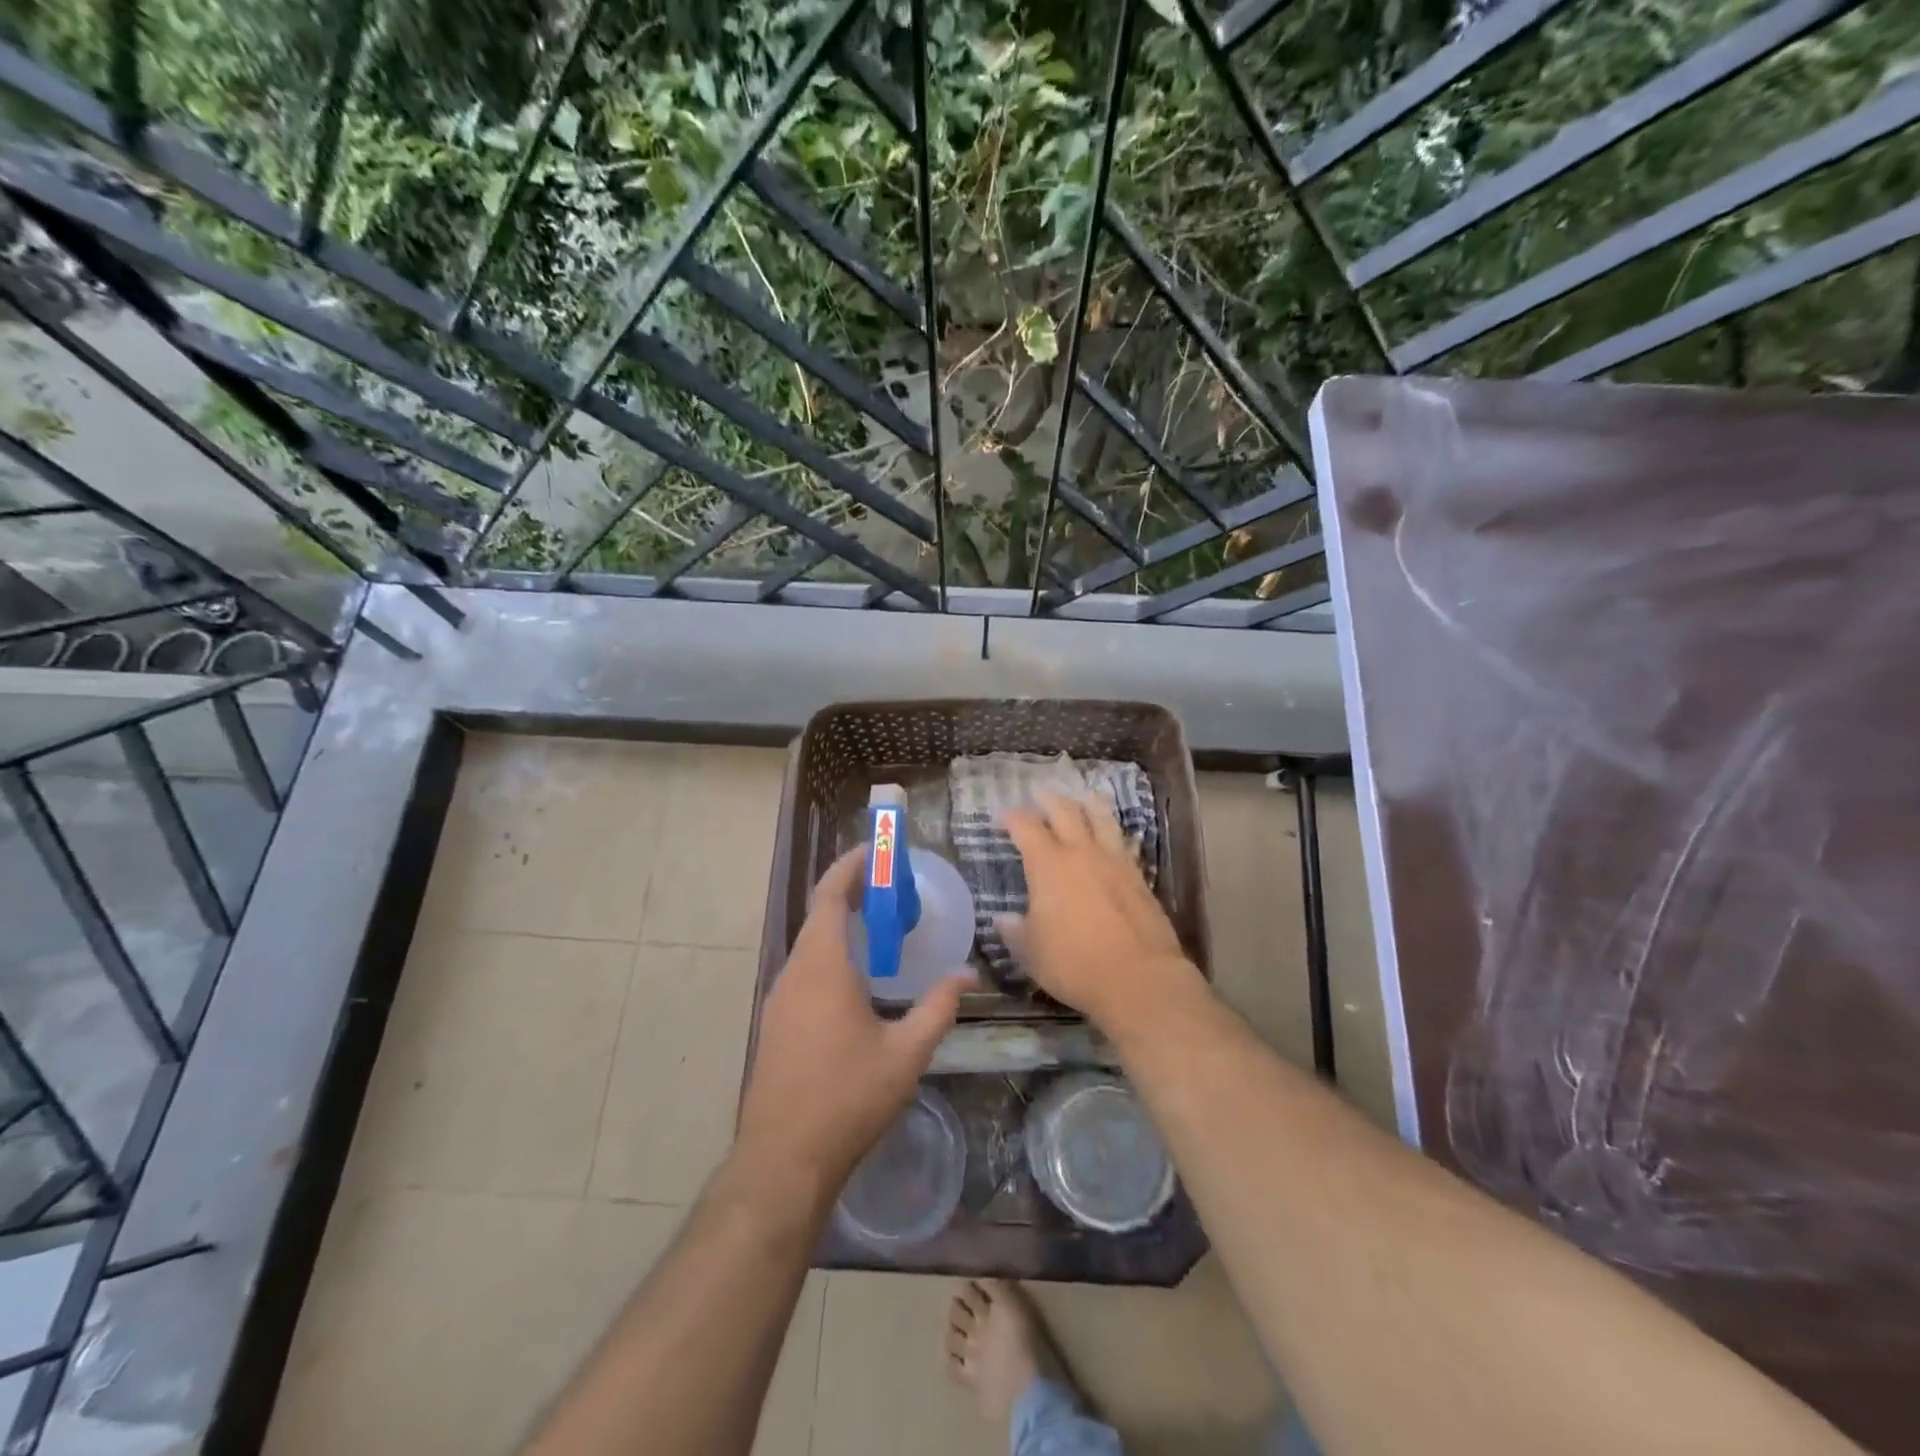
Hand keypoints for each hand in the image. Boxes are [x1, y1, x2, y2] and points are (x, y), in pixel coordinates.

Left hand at [736, 845, 972, 1192]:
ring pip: (810, 943)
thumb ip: (938, 1007)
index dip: (850, 866)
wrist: (782, 1160)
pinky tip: (857, 975)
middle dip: (852, 891)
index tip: (876, 850)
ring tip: (879, 923)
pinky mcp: (775, 1022)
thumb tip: (968, 974)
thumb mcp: (905, 1054)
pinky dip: (830, 952)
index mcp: (822, 967)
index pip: (829, 896)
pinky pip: (804, 969)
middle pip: (819, 915)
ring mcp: (779, 999)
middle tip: (891, 885)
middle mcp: (794, 973)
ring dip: (841, 923)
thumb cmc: (847, 1099)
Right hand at [999, 791, 1203, 1034]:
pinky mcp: (1139, 878)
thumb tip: (1003, 919)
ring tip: (1084, 796)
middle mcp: (1082, 853)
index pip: (1026, 827)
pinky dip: (1115, 834)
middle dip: (1049, 799)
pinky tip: (1116, 837)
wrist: (1138, 978)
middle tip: (1040, 793)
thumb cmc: (1073, 963)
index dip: (1012, 817)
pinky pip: (1124, 844)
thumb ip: (1015, 931)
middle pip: (1065, 812)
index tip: (1002, 816)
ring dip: (1089, 804)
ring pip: (1102, 819)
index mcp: (1048, 865)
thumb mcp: (1031, 952)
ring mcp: (1115, 862)